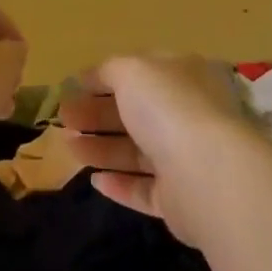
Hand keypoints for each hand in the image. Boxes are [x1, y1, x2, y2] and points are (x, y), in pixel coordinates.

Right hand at [58, 56, 256, 244]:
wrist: (207, 173)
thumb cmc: (168, 107)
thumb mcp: (131, 70)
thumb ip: (108, 70)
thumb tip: (90, 76)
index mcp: (183, 76)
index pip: (141, 72)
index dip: (105, 78)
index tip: (73, 87)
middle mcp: (188, 114)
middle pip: (135, 113)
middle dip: (97, 114)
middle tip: (64, 119)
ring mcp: (186, 159)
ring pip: (137, 151)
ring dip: (101, 148)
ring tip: (68, 147)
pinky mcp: (180, 200)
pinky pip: (144, 189)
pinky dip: (119, 184)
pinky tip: (94, 181)